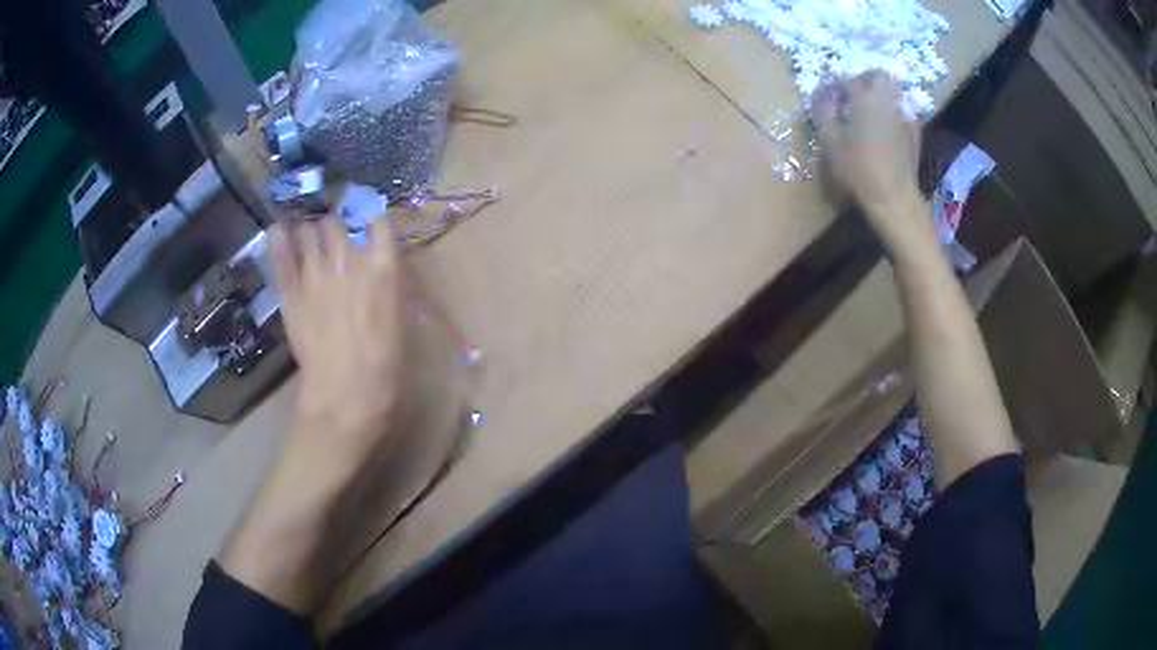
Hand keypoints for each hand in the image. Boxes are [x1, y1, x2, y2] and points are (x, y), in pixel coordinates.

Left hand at [267, 211, 402, 469]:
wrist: (345, 397)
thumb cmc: (384, 366)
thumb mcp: (399, 320)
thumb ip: (387, 286)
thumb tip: (378, 270)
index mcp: (381, 266)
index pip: (377, 221)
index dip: (372, 219)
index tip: (369, 225)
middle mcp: (347, 259)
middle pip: (338, 220)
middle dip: (337, 223)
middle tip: (336, 233)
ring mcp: (314, 273)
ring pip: (308, 231)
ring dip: (310, 231)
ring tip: (310, 237)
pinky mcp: (290, 292)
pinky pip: (280, 255)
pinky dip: (278, 239)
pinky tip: (277, 231)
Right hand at [813, 73, 927, 251]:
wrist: (894, 199)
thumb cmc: (858, 172)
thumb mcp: (830, 144)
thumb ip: (824, 115)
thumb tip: (822, 96)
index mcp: (863, 100)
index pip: (848, 78)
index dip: (837, 82)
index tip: (831, 92)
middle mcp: (885, 102)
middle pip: (879, 77)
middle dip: (867, 79)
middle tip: (856, 92)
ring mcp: (903, 117)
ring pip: (894, 93)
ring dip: (882, 94)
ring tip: (872, 108)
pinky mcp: (915, 134)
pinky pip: (906, 112)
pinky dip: (897, 112)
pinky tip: (891, 124)